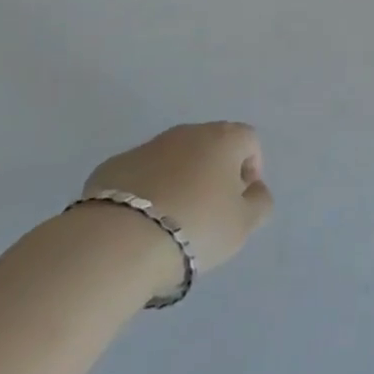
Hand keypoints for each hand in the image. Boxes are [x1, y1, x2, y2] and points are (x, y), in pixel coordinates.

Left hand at [82, 123, 273, 280]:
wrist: (119, 241)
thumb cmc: (196, 227)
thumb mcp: (243, 225)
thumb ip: (259, 202)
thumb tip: (254, 189)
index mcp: (223, 139)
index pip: (249, 140)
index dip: (251, 169)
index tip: (240, 202)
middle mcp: (187, 132)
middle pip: (210, 146)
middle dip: (214, 173)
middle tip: (209, 212)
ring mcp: (147, 146)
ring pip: (174, 159)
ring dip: (179, 180)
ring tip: (172, 221)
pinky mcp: (113, 166)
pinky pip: (141, 174)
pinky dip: (147, 191)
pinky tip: (140, 223)